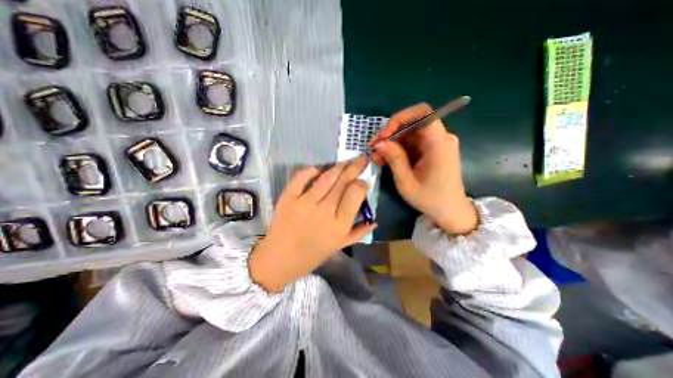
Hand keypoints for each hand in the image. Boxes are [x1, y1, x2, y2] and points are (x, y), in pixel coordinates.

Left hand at [248, 157, 376, 291]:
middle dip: (355, 167)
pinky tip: (318, 170)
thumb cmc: (312, 255)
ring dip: (338, 166)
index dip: (362, 183)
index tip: (363, 181)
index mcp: (339, 226)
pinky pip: (302, 177)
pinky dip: (311, 170)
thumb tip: (374, 221)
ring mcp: (304, 203)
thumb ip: (358, 233)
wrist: (279, 259)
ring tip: (346, 162)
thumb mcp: (339, 247)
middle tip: (361, 159)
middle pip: (343, 182)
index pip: (355, 194)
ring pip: (326, 177)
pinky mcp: (288, 198)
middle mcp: (324, 212)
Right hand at [370, 102, 474, 234]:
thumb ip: (393, 159)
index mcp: (439, 143)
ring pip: (409, 134)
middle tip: (374, 148)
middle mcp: (441, 138)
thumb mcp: (406, 182)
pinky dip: (398, 149)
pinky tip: (386, 159)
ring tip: (377, 157)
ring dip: (391, 143)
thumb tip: (379, 143)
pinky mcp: (432, 150)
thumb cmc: (430, 199)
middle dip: (390, 133)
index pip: (422, 114)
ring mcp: (437, 144)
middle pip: (412, 123)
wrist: (450, 211)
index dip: (400, 118)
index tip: (383, 135)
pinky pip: (412, 143)